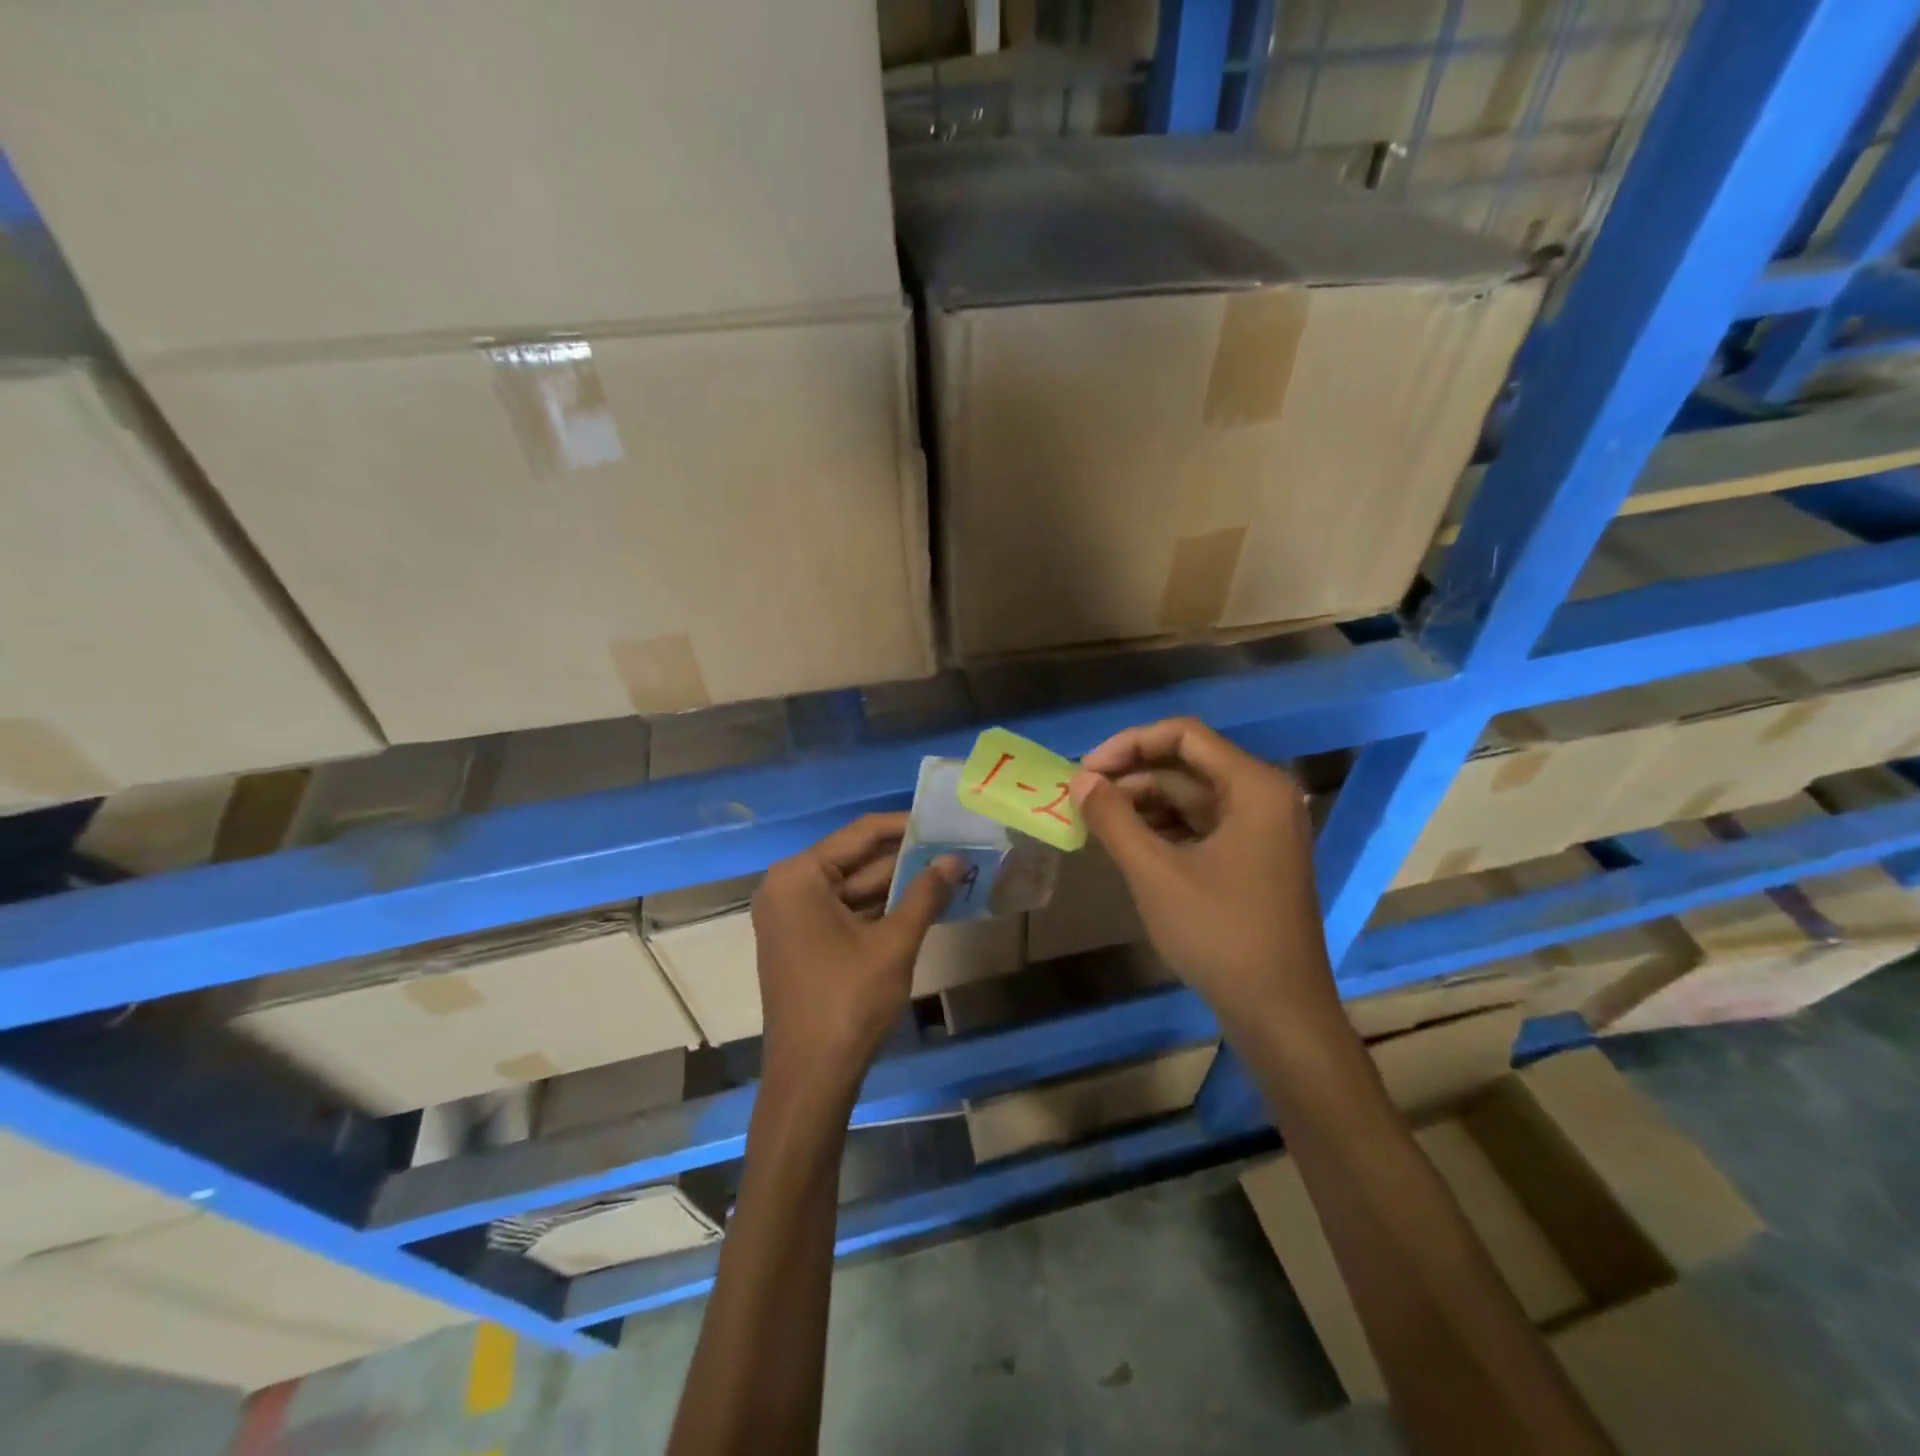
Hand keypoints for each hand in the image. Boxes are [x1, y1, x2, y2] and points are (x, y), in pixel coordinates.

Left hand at [751, 813, 957, 1091]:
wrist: (811, 1079)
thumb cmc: (848, 1002)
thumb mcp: (894, 944)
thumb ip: (925, 894)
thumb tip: (955, 858)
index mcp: (799, 877)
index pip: (861, 833)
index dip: (906, 826)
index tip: (944, 821)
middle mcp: (788, 887)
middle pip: (855, 859)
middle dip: (905, 858)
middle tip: (954, 847)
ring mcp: (792, 916)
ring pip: (853, 887)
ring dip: (896, 884)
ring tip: (947, 872)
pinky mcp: (802, 941)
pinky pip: (844, 911)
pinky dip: (879, 908)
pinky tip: (921, 904)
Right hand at [1067, 718, 1332, 1028]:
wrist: (1279, 1012)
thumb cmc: (1220, 934)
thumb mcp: (1155, 872)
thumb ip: (1113, 818)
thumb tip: (1079, 780)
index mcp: (1253, 786)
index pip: (1183, 735)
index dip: (1129, 744)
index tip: (1085, 770)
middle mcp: (1263, 796)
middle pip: (1186, 766)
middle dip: (1132, 778)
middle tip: (1082, 800)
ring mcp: (1261, 829)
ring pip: (1191, 798)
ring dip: (1143, 805)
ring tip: (1097, 824)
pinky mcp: (1253, 858)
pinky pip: (1201, 826)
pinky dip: (1163, 829)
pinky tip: (1128, 845)